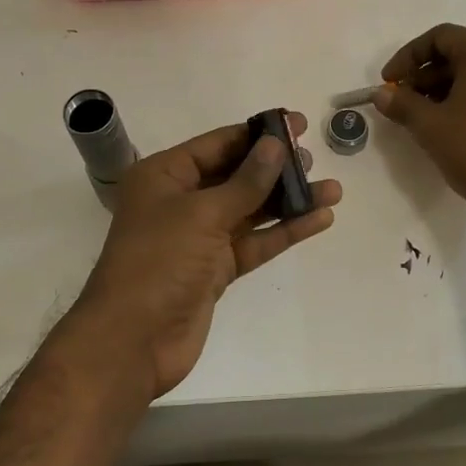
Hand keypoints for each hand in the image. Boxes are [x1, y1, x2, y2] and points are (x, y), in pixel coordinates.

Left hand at [63, 116, 340, 402]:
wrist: (133, 341)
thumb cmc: (158, 262)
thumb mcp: (201, 214)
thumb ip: (245, 182)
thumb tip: (276, 145)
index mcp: (164, 176)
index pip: (217, 145)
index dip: (257, 134)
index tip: (297, 124)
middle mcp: (181, 202)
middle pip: (236, 176)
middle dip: (275, 167)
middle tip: (315, 158)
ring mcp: (199, 238)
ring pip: (250, 211)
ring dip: (288, 201)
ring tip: (332, 189)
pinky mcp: (216, 270)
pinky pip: (255, 242)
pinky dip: (284, 231)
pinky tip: (318, 219)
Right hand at [374, 24, 465, 222]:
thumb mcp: (430, 126)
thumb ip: (402, 104)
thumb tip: (382, 94)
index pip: (439, 37)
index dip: (407, 57)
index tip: (389, 82)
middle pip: (459, 52)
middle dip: (425, 75)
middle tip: (403, 102)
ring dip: (446, 88)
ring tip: (425, 117)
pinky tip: (454, 125)